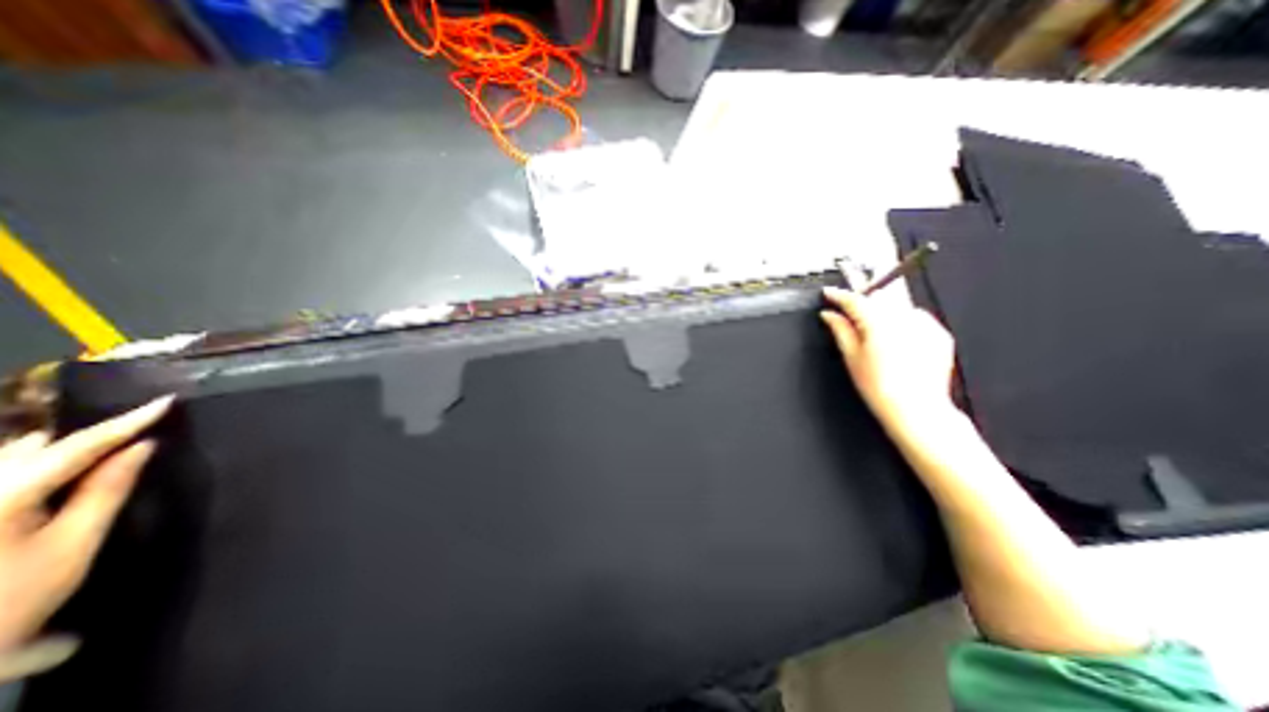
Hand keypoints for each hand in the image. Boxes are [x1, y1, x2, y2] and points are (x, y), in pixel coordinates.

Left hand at [0, 398, 171, 652]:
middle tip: (141, 421)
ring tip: (108, 439)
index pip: (76, 447)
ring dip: (61, 448)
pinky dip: (35, 464)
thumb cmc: (14, 597)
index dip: (125, 423)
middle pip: (36, 448)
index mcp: (2, 496)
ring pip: (12, 459)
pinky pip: (4, 475)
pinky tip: (62, 466)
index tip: (166, 402)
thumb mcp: (74, 542)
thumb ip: (108, 489)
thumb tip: (142, 447)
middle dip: (90, 434)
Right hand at [818, 285, 956, 431]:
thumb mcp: (851, 357)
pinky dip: (903, 325)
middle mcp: (904, 317)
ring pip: (896, 308)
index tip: (828, 293)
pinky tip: (896, 347)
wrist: (916, 409)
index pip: (854, 300)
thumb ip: (840, 330)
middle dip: (862, 307)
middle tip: (850, 321)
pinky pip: (915, 319)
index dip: (838, 295)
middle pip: (876, 301)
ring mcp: (925, 324)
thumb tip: (828, 314)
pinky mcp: (939, 333)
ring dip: (882, 316)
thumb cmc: (879, 387)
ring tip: (876, 341)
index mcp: (878, 322)